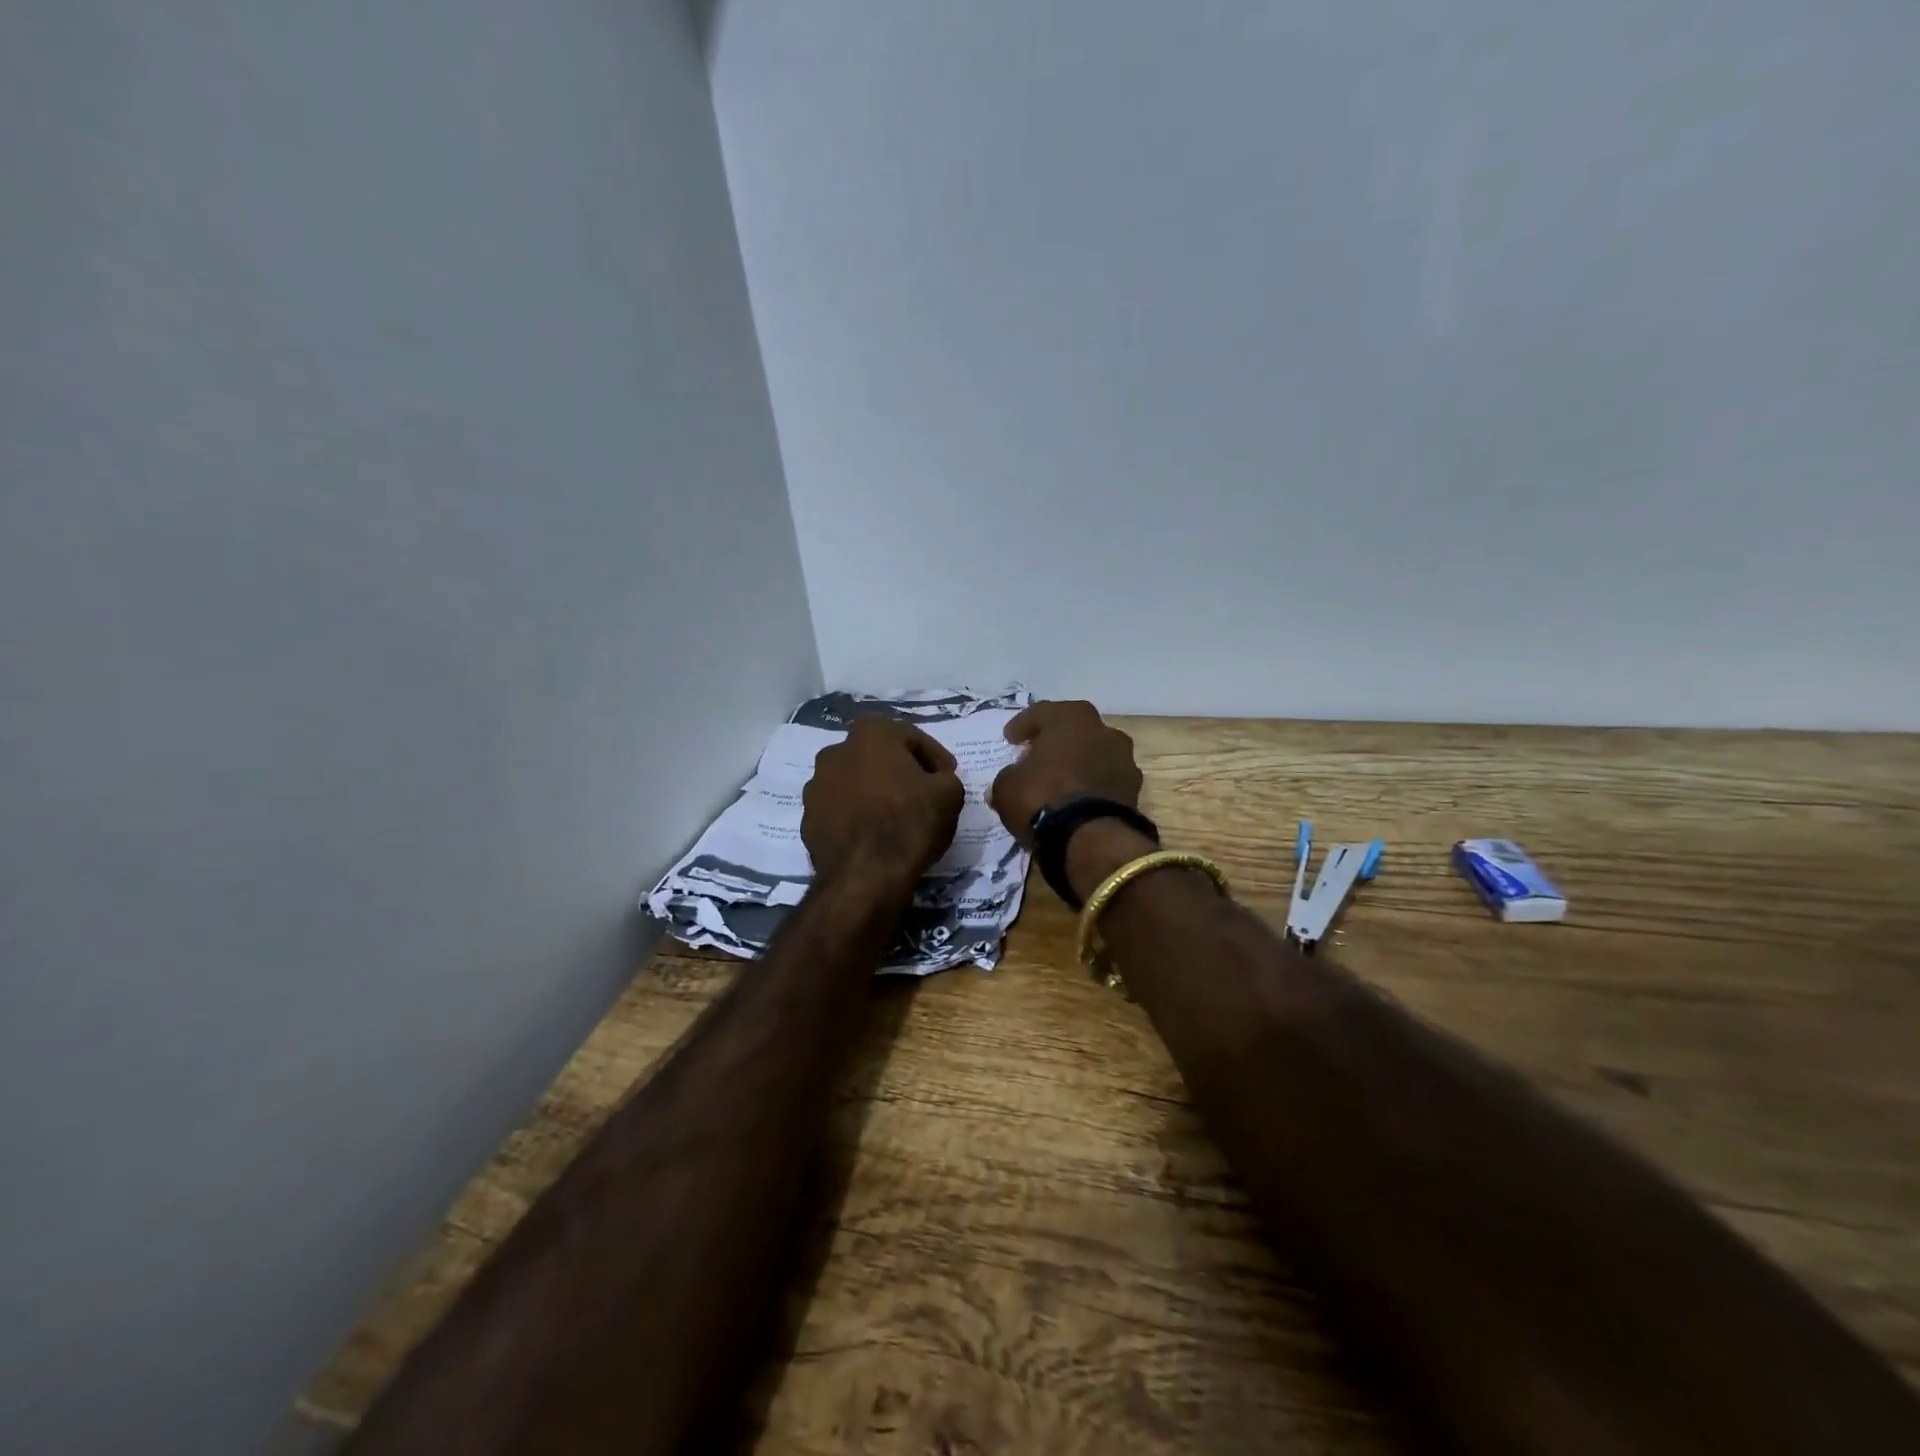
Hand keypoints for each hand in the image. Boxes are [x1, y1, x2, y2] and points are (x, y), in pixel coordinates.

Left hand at [802, 718, 964, 887]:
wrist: (865, 877)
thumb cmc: (909, 823)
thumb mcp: (950, 794)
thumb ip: (945, 777)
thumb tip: (936, 781)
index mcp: (870, 733)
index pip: (913, 738)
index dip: (936, 759)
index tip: (948, 778)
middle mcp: (836, 751)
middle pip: (879, 757)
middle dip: (901, 771)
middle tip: (923, 794)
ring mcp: (816, 786)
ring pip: (856, 782)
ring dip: (875, 793)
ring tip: (896, 817)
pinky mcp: (808, 818)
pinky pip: (841, 809)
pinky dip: (857, 815)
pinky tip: (874, 835)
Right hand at [989, 700, 1142, 846]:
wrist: (1090, 839)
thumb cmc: (1043, 798)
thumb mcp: (1007, 786)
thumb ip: (1008, 776)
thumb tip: (1011, 780)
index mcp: (1071, 718)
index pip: (1042, 712)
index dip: (1022, 725)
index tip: (1010, 739)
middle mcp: (1103, 731)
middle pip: (1075, 729)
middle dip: (1056, 740)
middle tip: (1037, 753)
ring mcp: (1124, 760)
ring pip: (1095, 753)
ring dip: (1078, 762)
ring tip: (1060, 780)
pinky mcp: (1134, 790)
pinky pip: (1106, 779)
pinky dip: (1092, 785)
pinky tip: (1077, 800)